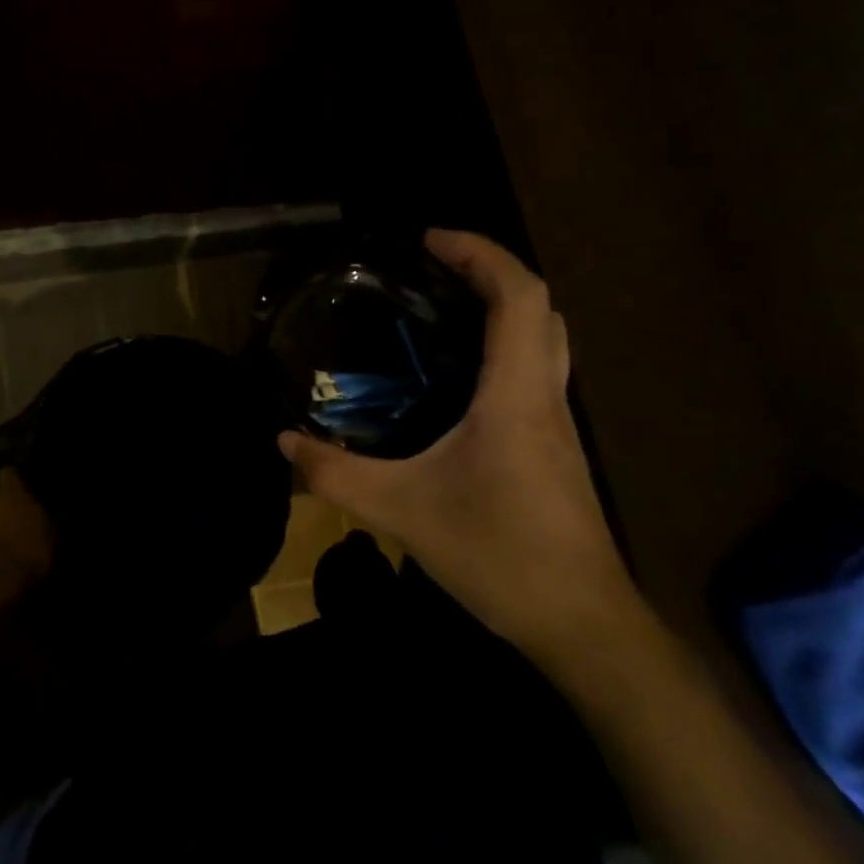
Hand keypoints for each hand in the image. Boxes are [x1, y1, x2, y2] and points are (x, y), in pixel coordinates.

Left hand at [0, 469, 53, 594]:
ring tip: (5, 545)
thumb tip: (46, 516)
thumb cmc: (28, 550)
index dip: (14, 480)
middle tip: (16, 523)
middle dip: (2, 509)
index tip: (21, 485)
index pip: (8, 474)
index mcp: (10, 494)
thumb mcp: (50, 537)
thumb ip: (44, 521)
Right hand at [279, 230, 639, 662]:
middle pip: (540, 308)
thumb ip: (335, 473)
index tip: (430, 241)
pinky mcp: (553, 448)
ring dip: (502, 308)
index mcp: (516, 395)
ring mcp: (556, 424)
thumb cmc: (498, 554)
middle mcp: (545, 396)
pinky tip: (457, 379)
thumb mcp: (400, 511)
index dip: (480, 254)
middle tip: (433, 268)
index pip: (519, 296)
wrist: (580, 622)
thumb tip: (283, 440)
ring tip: (442, 309)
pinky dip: (503, 349)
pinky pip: (534, 373)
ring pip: (544, 340)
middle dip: (490, 272)